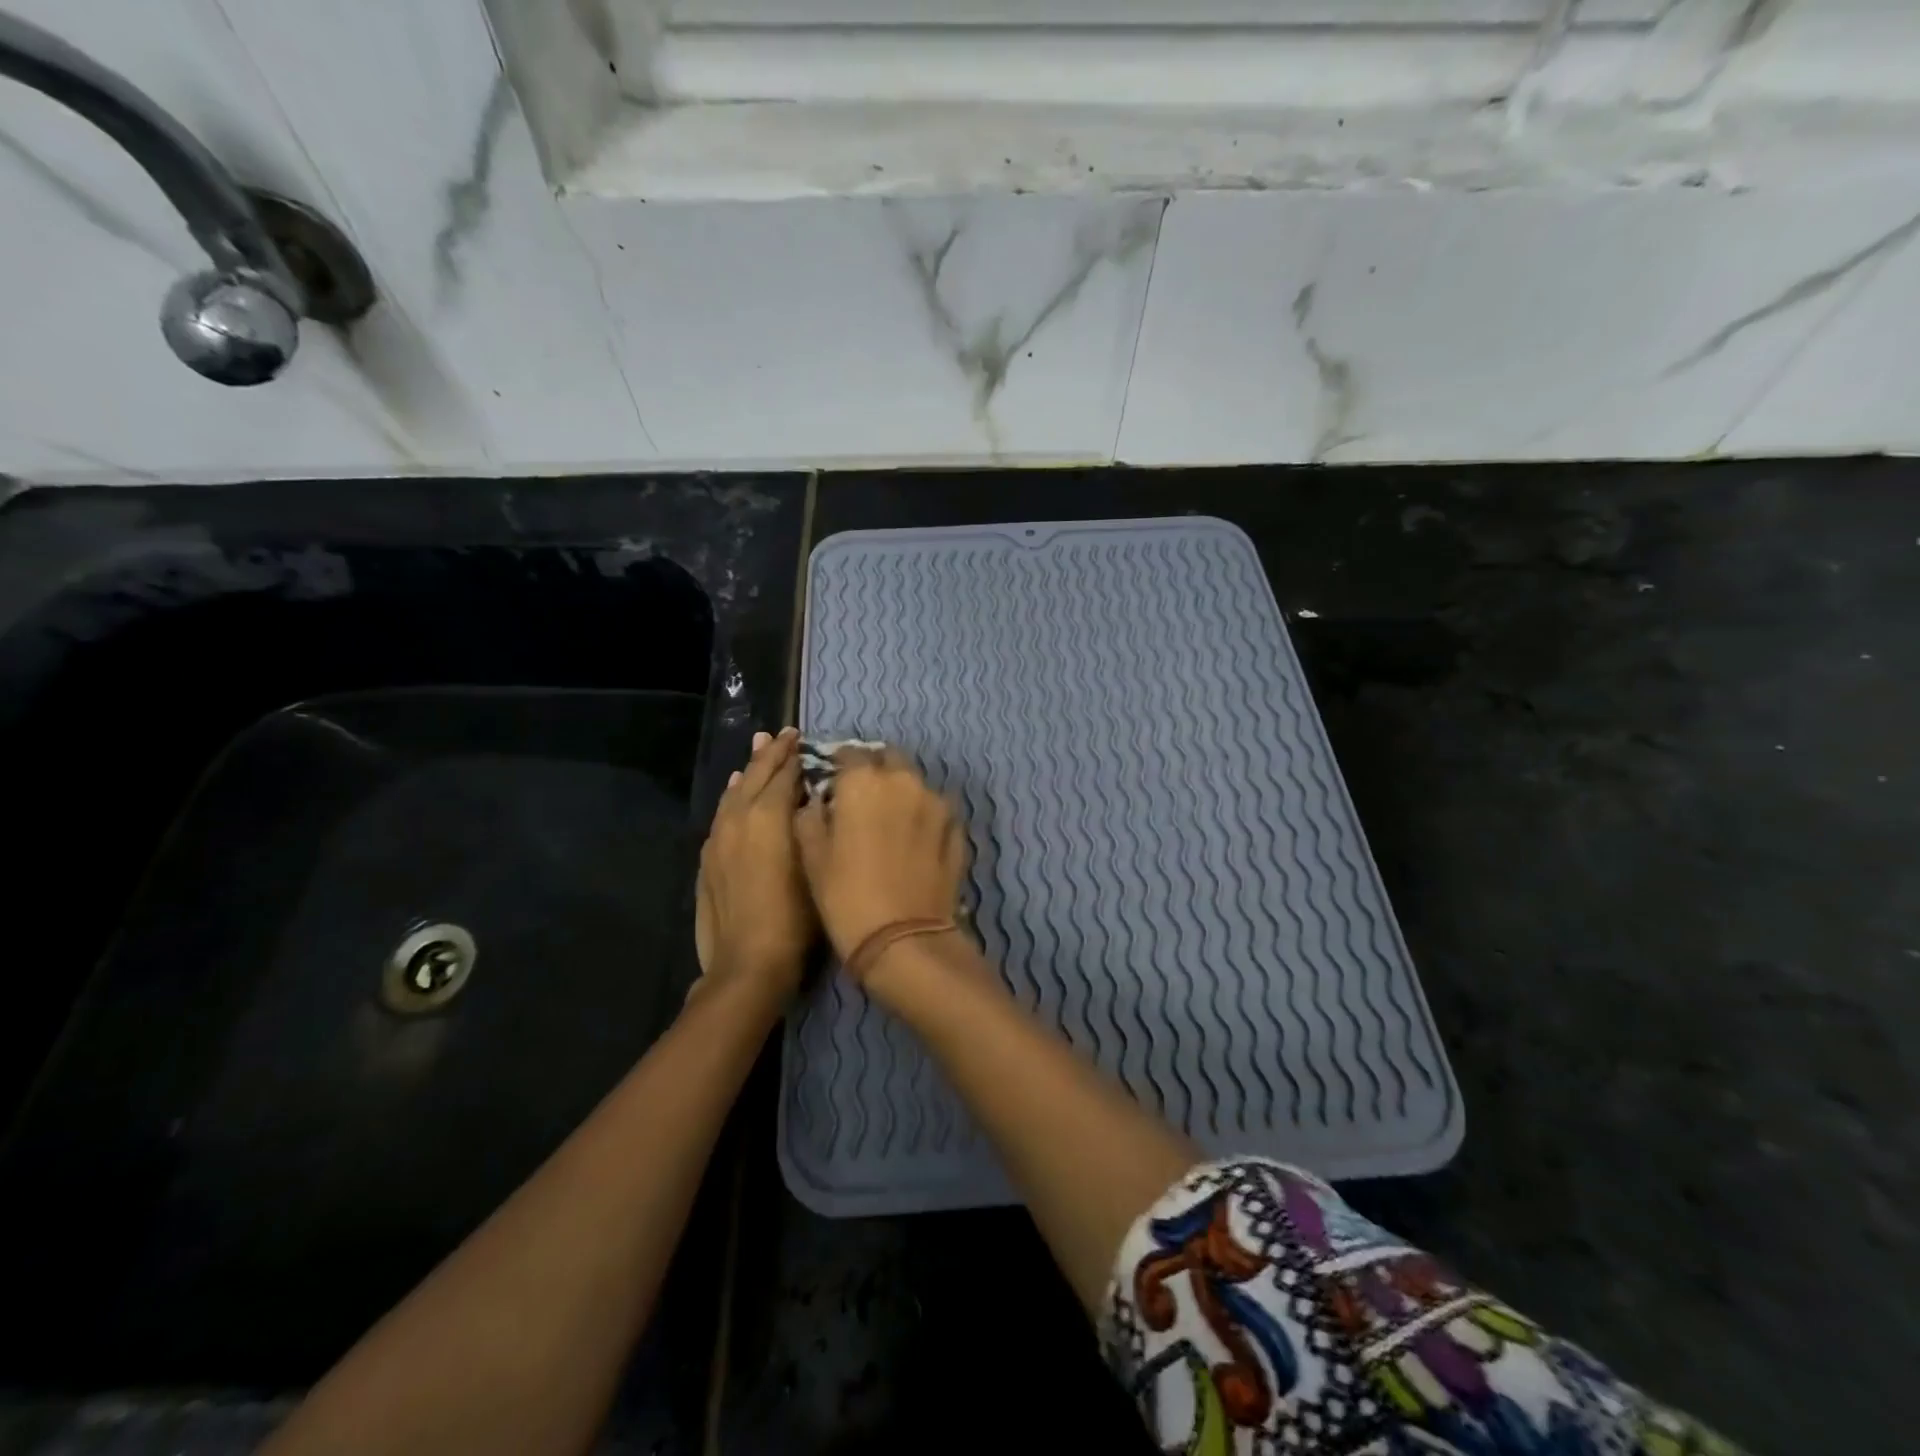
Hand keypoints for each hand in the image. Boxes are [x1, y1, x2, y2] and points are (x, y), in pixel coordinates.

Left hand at [692, 728, 810, 1005]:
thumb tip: (807, 796)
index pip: (783, 773)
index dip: (795, 755)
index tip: (803, 738)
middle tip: (783, 735)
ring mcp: (719, 838)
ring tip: (758, 751)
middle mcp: (739, 818)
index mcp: (767, 815)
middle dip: (770, 754)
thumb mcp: (815, 865)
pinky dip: (732, 795)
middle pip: (755, 775)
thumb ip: (808, 824)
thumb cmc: (796, 917)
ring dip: (749, 770)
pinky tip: (735, 792)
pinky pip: (722, 813)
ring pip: (735, 791)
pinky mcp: (709, 859)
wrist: (748, 964)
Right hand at [794, 746, 966, 978]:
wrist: (904, 940)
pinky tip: (915, 839)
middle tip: (863, 796)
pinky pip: (937, 809)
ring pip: (916, 782)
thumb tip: (817, 801)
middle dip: (876, 769)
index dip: (839, 765)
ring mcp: (937, 803)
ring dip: (902, 791)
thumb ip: (811, 817)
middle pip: (890, 758)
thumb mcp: (812, 858)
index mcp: (864, 782)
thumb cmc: (846, 897)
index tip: (833, 780)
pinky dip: (924, 815)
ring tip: (891, 819)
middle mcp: (904, 781)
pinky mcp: (957, 829)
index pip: (850, 753)